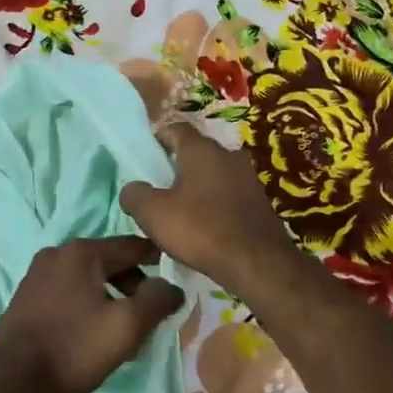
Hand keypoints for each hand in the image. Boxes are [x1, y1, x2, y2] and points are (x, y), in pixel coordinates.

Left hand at [0, 237, 185, 392]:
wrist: (10, 381)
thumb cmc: (73, 348)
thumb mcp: (126, 326)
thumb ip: (156, 301)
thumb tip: (172, 287)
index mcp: (82, 252)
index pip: (134, 246)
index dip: (160, 260)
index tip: (178, 278)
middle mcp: (57, 253)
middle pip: (110, 261)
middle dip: (134, 285)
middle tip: (149, 317)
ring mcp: (37, 274)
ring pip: (88, 278)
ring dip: (110, 297)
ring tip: (122, 330)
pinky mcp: (26, 296)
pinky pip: (68, 291)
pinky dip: (87, 304)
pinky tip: (91, 333)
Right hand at [120, 123, 302, 298]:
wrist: (257, 263)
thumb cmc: (200, 229)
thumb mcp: (153, 214)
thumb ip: (135, 194)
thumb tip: (133, 189)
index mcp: (201, 149)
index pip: (175, 129)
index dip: (158, 139)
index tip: (145, 159)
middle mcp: (228, 155)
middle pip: (196, 151)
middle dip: (177, 165)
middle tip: (158, 187)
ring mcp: (248, 178)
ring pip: (214, 174)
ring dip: (197, 186)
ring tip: (180, 209)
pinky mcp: (259, 202)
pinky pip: (228, 194)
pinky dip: (214, 204)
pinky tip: (204, 225)